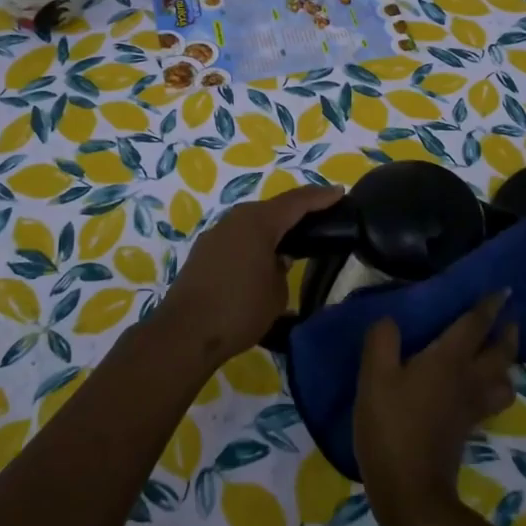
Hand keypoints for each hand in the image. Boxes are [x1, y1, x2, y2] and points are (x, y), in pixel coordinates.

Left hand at [158, 184, 342, 369]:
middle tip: (320, 216)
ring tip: (293, 239)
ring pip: (252, 222)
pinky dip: (255, 241)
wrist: (186, 333)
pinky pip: (238, 237)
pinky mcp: (203, 252)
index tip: (339, 192)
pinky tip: (263, 257)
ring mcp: (216, 234)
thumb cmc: (240, 309)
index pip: (297, 202)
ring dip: (273, 227)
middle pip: (273, 208)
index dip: (320, 197)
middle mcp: (235, 219)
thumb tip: (277, 259)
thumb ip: (283, 268)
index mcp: (258, 221)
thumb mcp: (276, 292)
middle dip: (297, 210)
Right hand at [354, 292, 518, 525]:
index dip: (489, 305)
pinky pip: (491, 401)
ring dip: (506, 364)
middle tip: (508, 318)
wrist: (410, 491)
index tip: (505, 290)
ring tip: (498, 356)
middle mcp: (468, 379)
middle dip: (506, 333)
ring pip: (503, 380)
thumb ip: (382, 340)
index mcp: (449, 359)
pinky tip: (479, 390)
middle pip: (500, 352)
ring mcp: (471, 408)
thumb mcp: (374, 377)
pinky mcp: (467, 430)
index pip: (475, 324)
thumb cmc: (392, 427)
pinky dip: (494, 389)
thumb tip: (390, 320)